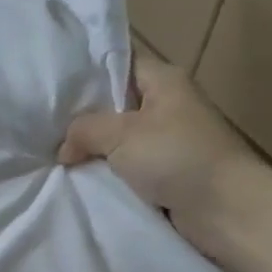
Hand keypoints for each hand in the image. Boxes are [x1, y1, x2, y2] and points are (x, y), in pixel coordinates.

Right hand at [57, 46, 261, 242]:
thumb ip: (85, 130)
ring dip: (95, 151)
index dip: (87, 72)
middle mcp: (168, 105)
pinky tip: (81, 179)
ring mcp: (168, 141)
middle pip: (115, 104)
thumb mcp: (121, 134)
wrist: (224, 209)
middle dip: (84, 118)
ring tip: (56, 156)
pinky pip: (129, 168)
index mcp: (164, 80)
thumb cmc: (176, 157)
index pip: (119, 63)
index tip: (52, 87)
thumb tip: (63, 147)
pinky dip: (109, 174)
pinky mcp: (167, 173)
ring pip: (120, 140)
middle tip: (46, 128)